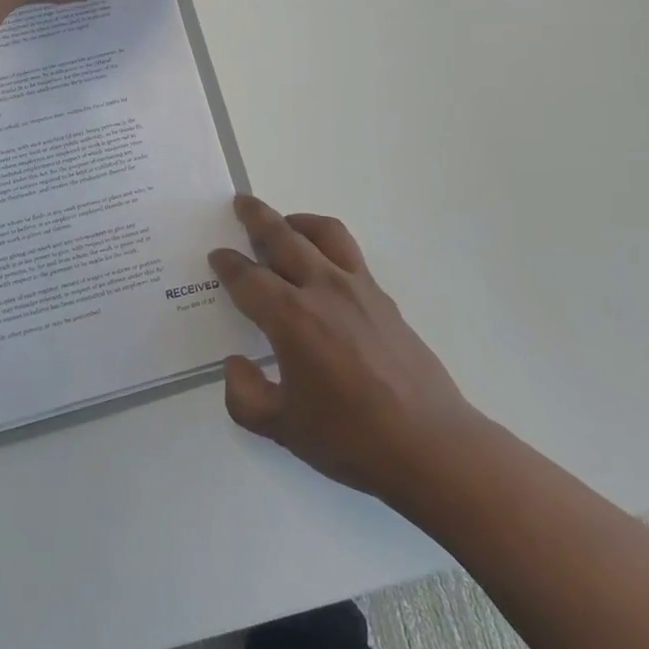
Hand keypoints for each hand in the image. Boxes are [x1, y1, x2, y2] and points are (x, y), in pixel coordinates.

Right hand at [210, 196, 482, 508]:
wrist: (430, 445)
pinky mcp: (383, 298)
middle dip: (257, 217)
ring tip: (286, 223)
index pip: (248, 278)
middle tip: (242, 202)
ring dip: (298, 220)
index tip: (217, 255)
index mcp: (291, 318)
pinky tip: (324, 266)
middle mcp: (322, 289)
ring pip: (324, 233)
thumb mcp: (283, 429)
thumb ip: (245, 396)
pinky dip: (328, 244)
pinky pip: (350, 253)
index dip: (228, 264)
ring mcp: (358, 288)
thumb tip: (236, 365)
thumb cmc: (351, 439)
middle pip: (283, 237)